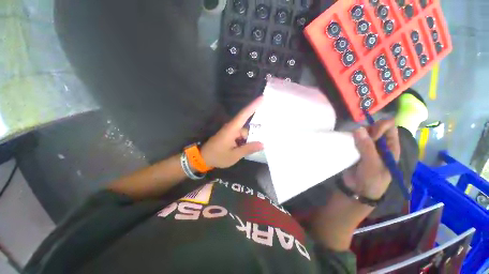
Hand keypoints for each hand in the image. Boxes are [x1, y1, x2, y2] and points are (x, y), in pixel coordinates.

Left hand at [200, 97, 263, 168]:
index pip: (244, 114)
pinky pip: (240, 136)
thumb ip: (248, 149)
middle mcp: (232, 127)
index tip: (262, 97)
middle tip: (260, 144)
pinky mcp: (229, 135)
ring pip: (244, 133)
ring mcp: (230, 131)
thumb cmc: (218, 156)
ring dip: (247, 141)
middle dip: (252, 136)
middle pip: (246, 128)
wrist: (203, 158)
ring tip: (250, 150)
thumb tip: (262, 144)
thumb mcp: (234, 155)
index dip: (253, 105)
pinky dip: (244, 142)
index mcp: (232, 129)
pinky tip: (245, 149)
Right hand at [342, 119, 400, 199]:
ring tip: (350, 141)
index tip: (371, 134)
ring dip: (355, 134)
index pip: (389, 127)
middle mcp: (378, 144)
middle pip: (374, 127)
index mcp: (390, 146)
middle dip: (366, 130)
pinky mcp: (354, 149)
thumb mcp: (372, 164)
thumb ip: (366, 147)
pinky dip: (348, 138)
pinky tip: (345, 141)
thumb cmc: (372, 179)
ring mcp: (365, 146)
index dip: (381, 126)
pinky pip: (351, 139)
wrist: (357, 190)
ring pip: (361, 132)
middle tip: (358, 139)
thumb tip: (358, 128)